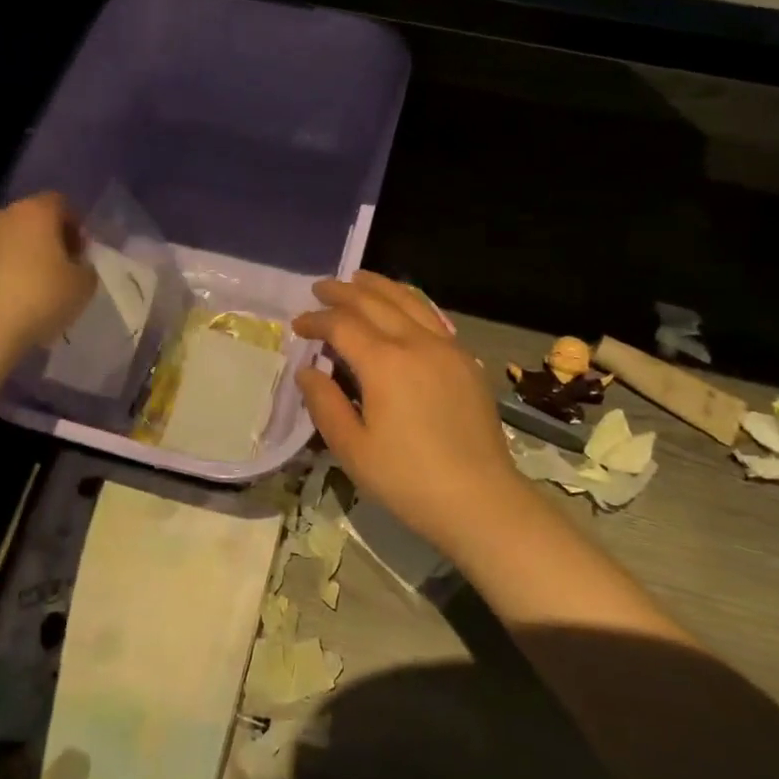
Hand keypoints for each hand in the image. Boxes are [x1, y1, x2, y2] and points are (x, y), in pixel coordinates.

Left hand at [0, 193, 97, 354]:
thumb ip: (87, 267)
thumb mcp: (84, 284)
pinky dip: (12, 277)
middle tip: (67, 272)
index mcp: (37, 211)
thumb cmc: (41, 295)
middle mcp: (6, 217)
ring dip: (32, 261)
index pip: (62, 204)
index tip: (83, 254)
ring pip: (16, 243)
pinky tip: (21, 304)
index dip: (76, 226)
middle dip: (54, 242)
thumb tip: (77, 265)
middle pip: (36, 221)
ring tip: (45, 293)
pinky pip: (0, 264)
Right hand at [293, 272, 528, 559]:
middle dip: (343, 291)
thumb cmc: (407, 479)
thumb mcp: (352, 449)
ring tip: (359, 278)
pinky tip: (403, 307)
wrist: (480, 500)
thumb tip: (307, 370)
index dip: (316, 320)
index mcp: (384, 363)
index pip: (342, 325)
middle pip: (375, 302)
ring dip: (379, 286)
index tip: (298, 324)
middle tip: (320, 287)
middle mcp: (416, 343)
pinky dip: (410, 302)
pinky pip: (433, 317)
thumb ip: (325, 403)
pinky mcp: (466, 361)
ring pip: (409, 301)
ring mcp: (447, 348)